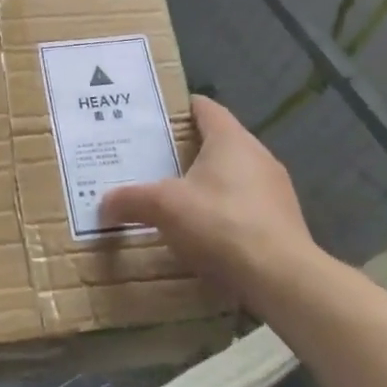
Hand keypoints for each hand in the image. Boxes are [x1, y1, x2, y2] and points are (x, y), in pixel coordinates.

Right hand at [100, 95, 319, 306]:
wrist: (282, 279)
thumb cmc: (221, 223)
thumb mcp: (164, 207)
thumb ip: (131, 199)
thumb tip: (104, 203)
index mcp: (231, 139)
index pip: (203, 107)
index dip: (177, 109)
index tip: (150, 119)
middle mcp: (257, 155)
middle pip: (216, 141)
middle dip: (185, 149)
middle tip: (151, 160)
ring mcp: (275, 189)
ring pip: (232, 174)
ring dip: (206, 183)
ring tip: (173, 197)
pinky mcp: (282, 221)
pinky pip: (245, 204)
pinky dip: (223, 211)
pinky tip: (203, 232)